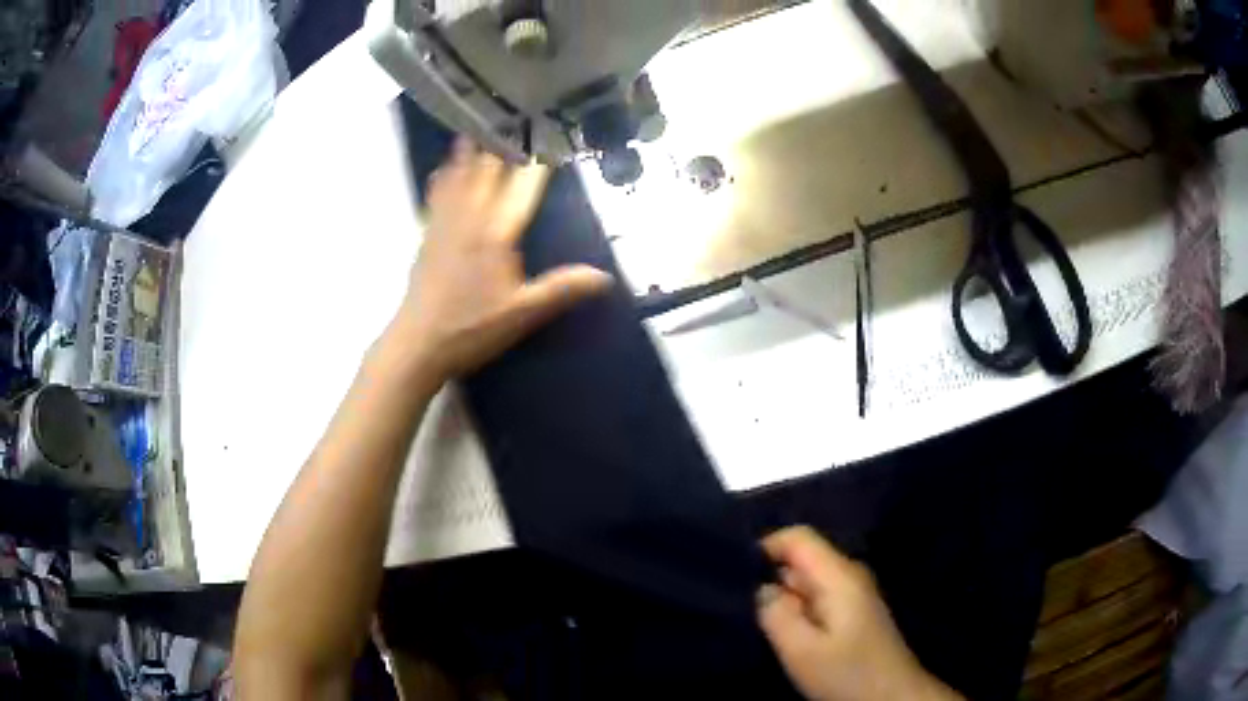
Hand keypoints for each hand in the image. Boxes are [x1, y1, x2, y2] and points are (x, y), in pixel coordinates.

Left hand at [394, 140, 612, 379]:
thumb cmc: (472, 328)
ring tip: (476, 126)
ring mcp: (445, 225)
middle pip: (487, 173)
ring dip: (469, 153)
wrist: (418, 343)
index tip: (550, 139)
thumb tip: (606, 277)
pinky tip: (442, 170)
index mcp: (496, 234)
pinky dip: (443, 178)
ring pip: (459, 178)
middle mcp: (470, 219)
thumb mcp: (522, 313)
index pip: (523, 188)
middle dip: (502, 147)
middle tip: (513, 119)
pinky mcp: (427, 237)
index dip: (538, 163)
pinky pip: (437, 197)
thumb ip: (562, 289)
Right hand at [757, 527, 961, 700]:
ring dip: (783, 597)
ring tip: (760, 622)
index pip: (797, 536)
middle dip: (770, 577)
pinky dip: (798, 609)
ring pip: (808, 580)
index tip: (735, 575)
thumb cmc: (847, 672)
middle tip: (743, 608)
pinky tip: (786, 633)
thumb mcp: (801, 650)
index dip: (763, 547)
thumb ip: (776, 613)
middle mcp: (849, 574)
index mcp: (839, 575)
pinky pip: (818, 597)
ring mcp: (854, 592)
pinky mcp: (854, 611)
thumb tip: (760, 587)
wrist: (892, 695)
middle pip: (802, 558)